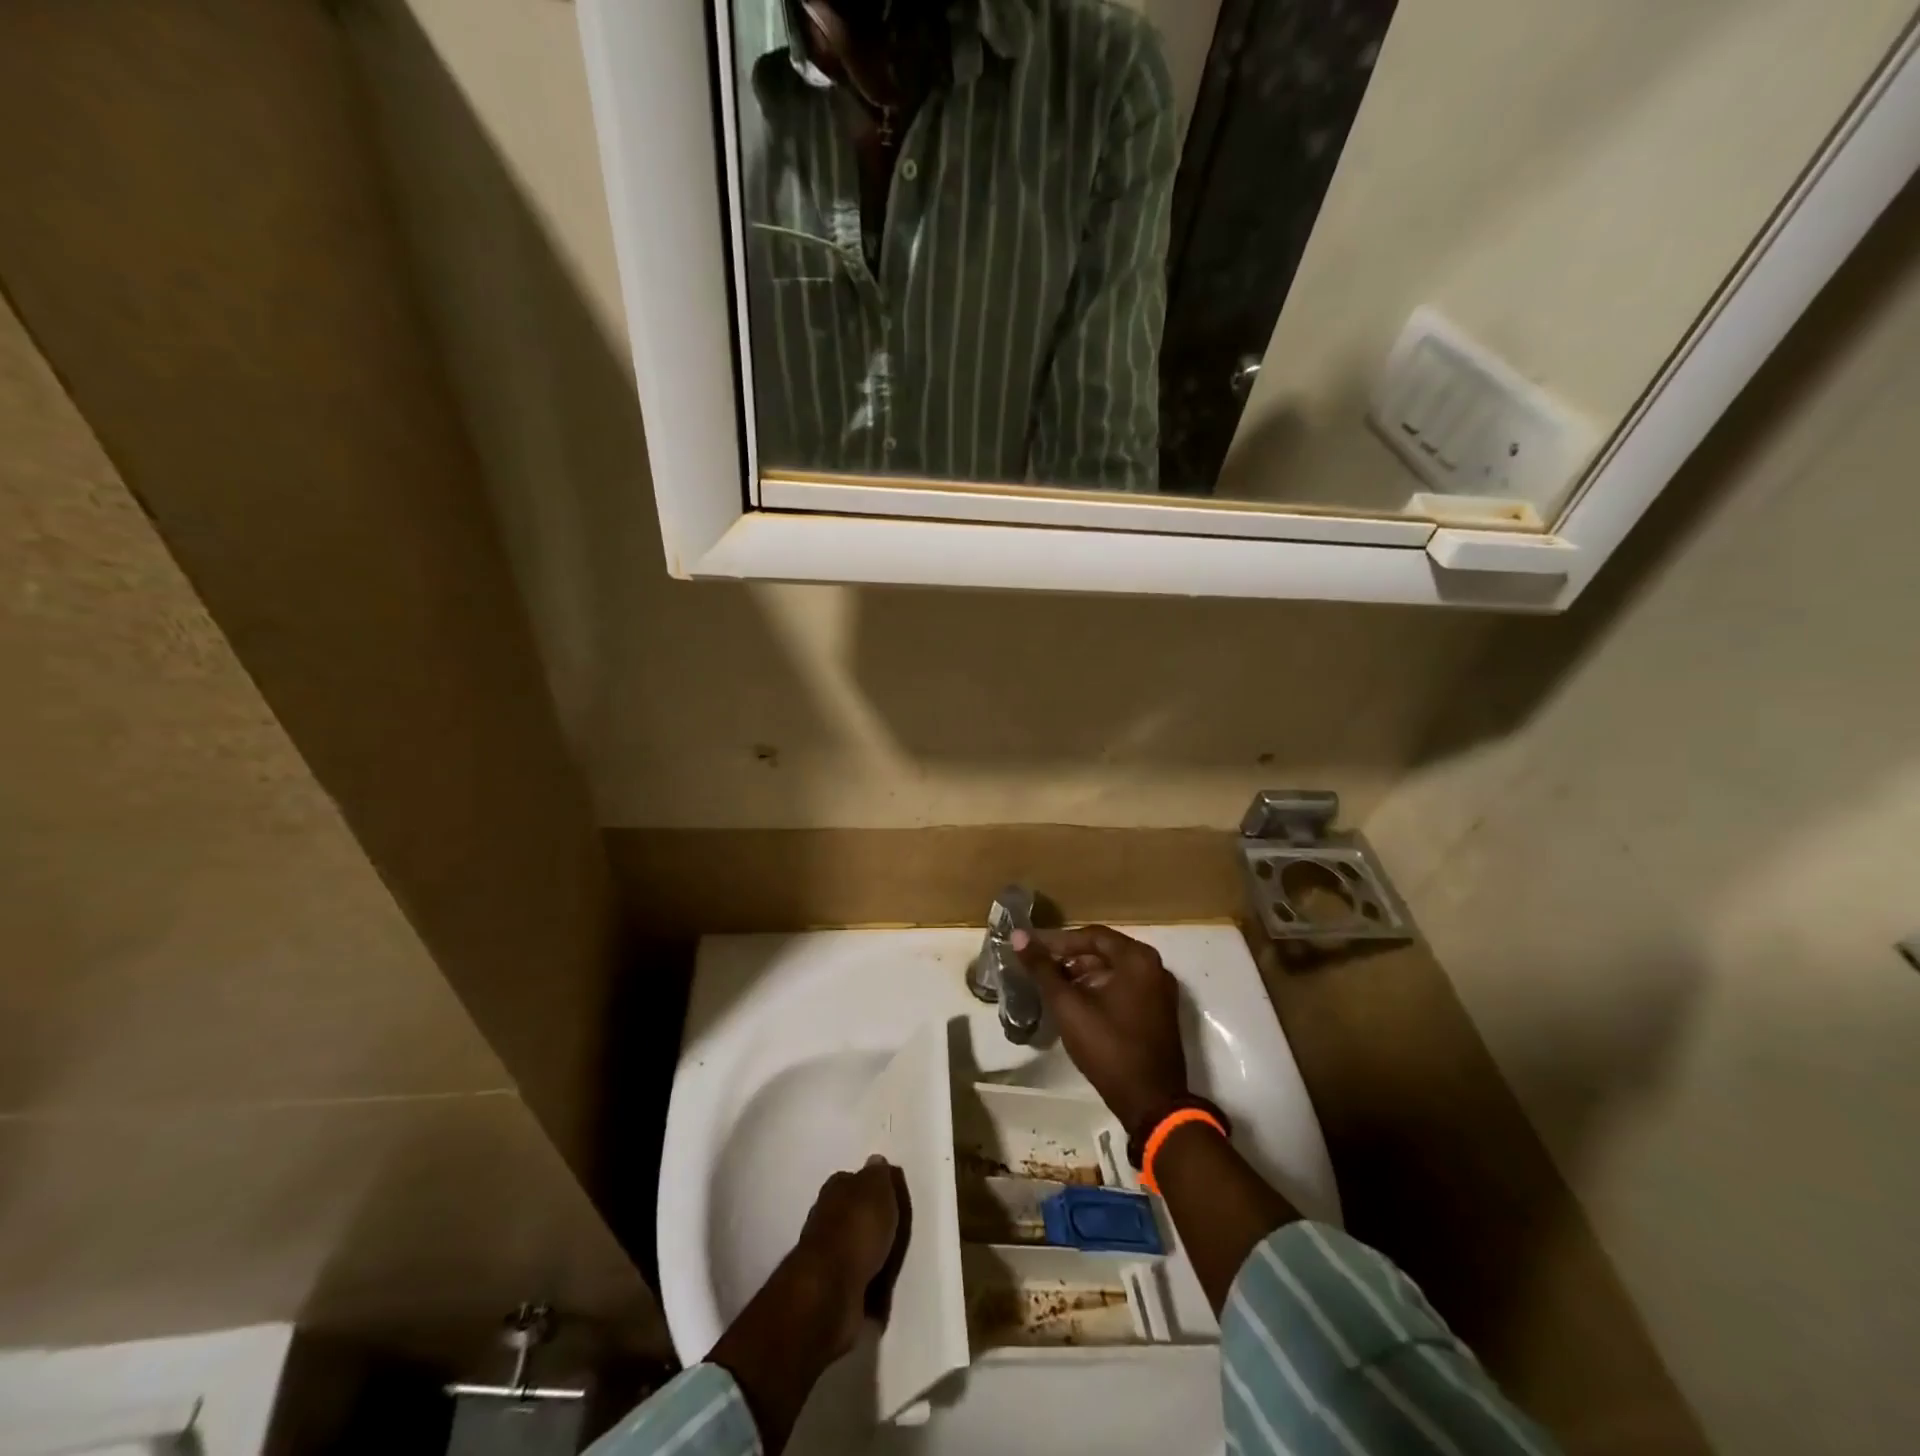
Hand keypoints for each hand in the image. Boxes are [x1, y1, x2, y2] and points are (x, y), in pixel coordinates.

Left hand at [786, 1156, 907, 1357]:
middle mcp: (826, 1219)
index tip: (891, 1195)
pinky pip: (858, 1282)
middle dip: (869, 1222)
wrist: (831, 1292)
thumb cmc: (856, 1229)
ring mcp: (827, 1258)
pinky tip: (884, 1288)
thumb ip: (879, 1176)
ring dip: (870, 1255)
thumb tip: (876, 1161)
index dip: (872, 1186)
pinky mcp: (833, 1292)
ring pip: (854, 1249)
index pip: (854, 1180)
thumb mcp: (877, 1189)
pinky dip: (869, 1285)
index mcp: (835, 1189)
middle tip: (897, 1229)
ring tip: (894, 1261)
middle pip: (853, 1215)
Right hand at [1012, 926, 1188, 1138]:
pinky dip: (1101, 988)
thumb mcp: (1068, 1007)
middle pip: (1104, 951)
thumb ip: (1043, 969)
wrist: (1151, 1103)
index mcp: (1137, 959)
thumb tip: (1019, 936)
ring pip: (1115, 970)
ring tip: (1054, 985)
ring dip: (1084, 973)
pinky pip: (1126, 987)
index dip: (1058, 941)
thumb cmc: (1108, 1048)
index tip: (1032, 949)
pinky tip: (1078, 1002)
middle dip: (1070, 957)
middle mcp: (1155, 967)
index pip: (1092, 936)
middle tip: (1040, 966)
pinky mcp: (1160, 1011)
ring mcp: (1161, 990)